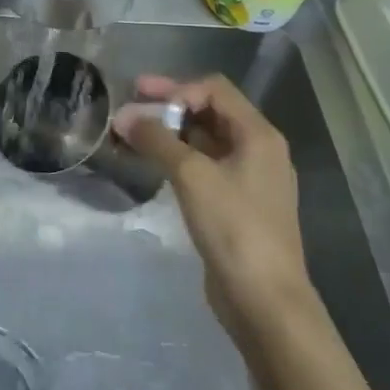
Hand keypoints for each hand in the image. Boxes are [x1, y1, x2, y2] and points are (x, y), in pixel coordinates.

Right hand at [116, 74, 312, 338]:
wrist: (265, 301)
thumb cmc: (234, 228)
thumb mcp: (192, 176)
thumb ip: (157, 140)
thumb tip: (124, 116)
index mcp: (259, 135)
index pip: (215, 90)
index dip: (176, 87)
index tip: (139, 96)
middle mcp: (258, 150)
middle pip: (210, 112)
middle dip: (169, 108)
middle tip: (129, 108)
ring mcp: (249, 179)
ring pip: (206, 142)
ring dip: (170, 134)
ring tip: (132, 136)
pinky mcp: (237, 205)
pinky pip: (205, 167)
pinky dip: (178, 159)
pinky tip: (152, 165)